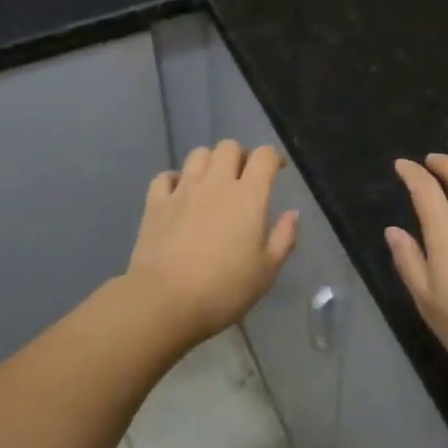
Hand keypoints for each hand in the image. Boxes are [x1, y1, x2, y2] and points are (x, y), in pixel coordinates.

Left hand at [127, 141, 299, 343]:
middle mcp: (216, 182)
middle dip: (239, 155)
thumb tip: (292, 213)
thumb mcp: (266, 272)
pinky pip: (166, 176)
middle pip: (229, 147)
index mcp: (248, 196)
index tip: (277, 169)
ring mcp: (183, 189)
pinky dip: (175, 179)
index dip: (273, 157)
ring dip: (209, 162)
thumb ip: (284, 238)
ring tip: (212, 183)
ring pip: (198, 154)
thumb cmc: (224, 289)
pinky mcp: (155, 202)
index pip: (264, 156)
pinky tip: (179, 194)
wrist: (165, 301)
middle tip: (243, 177)